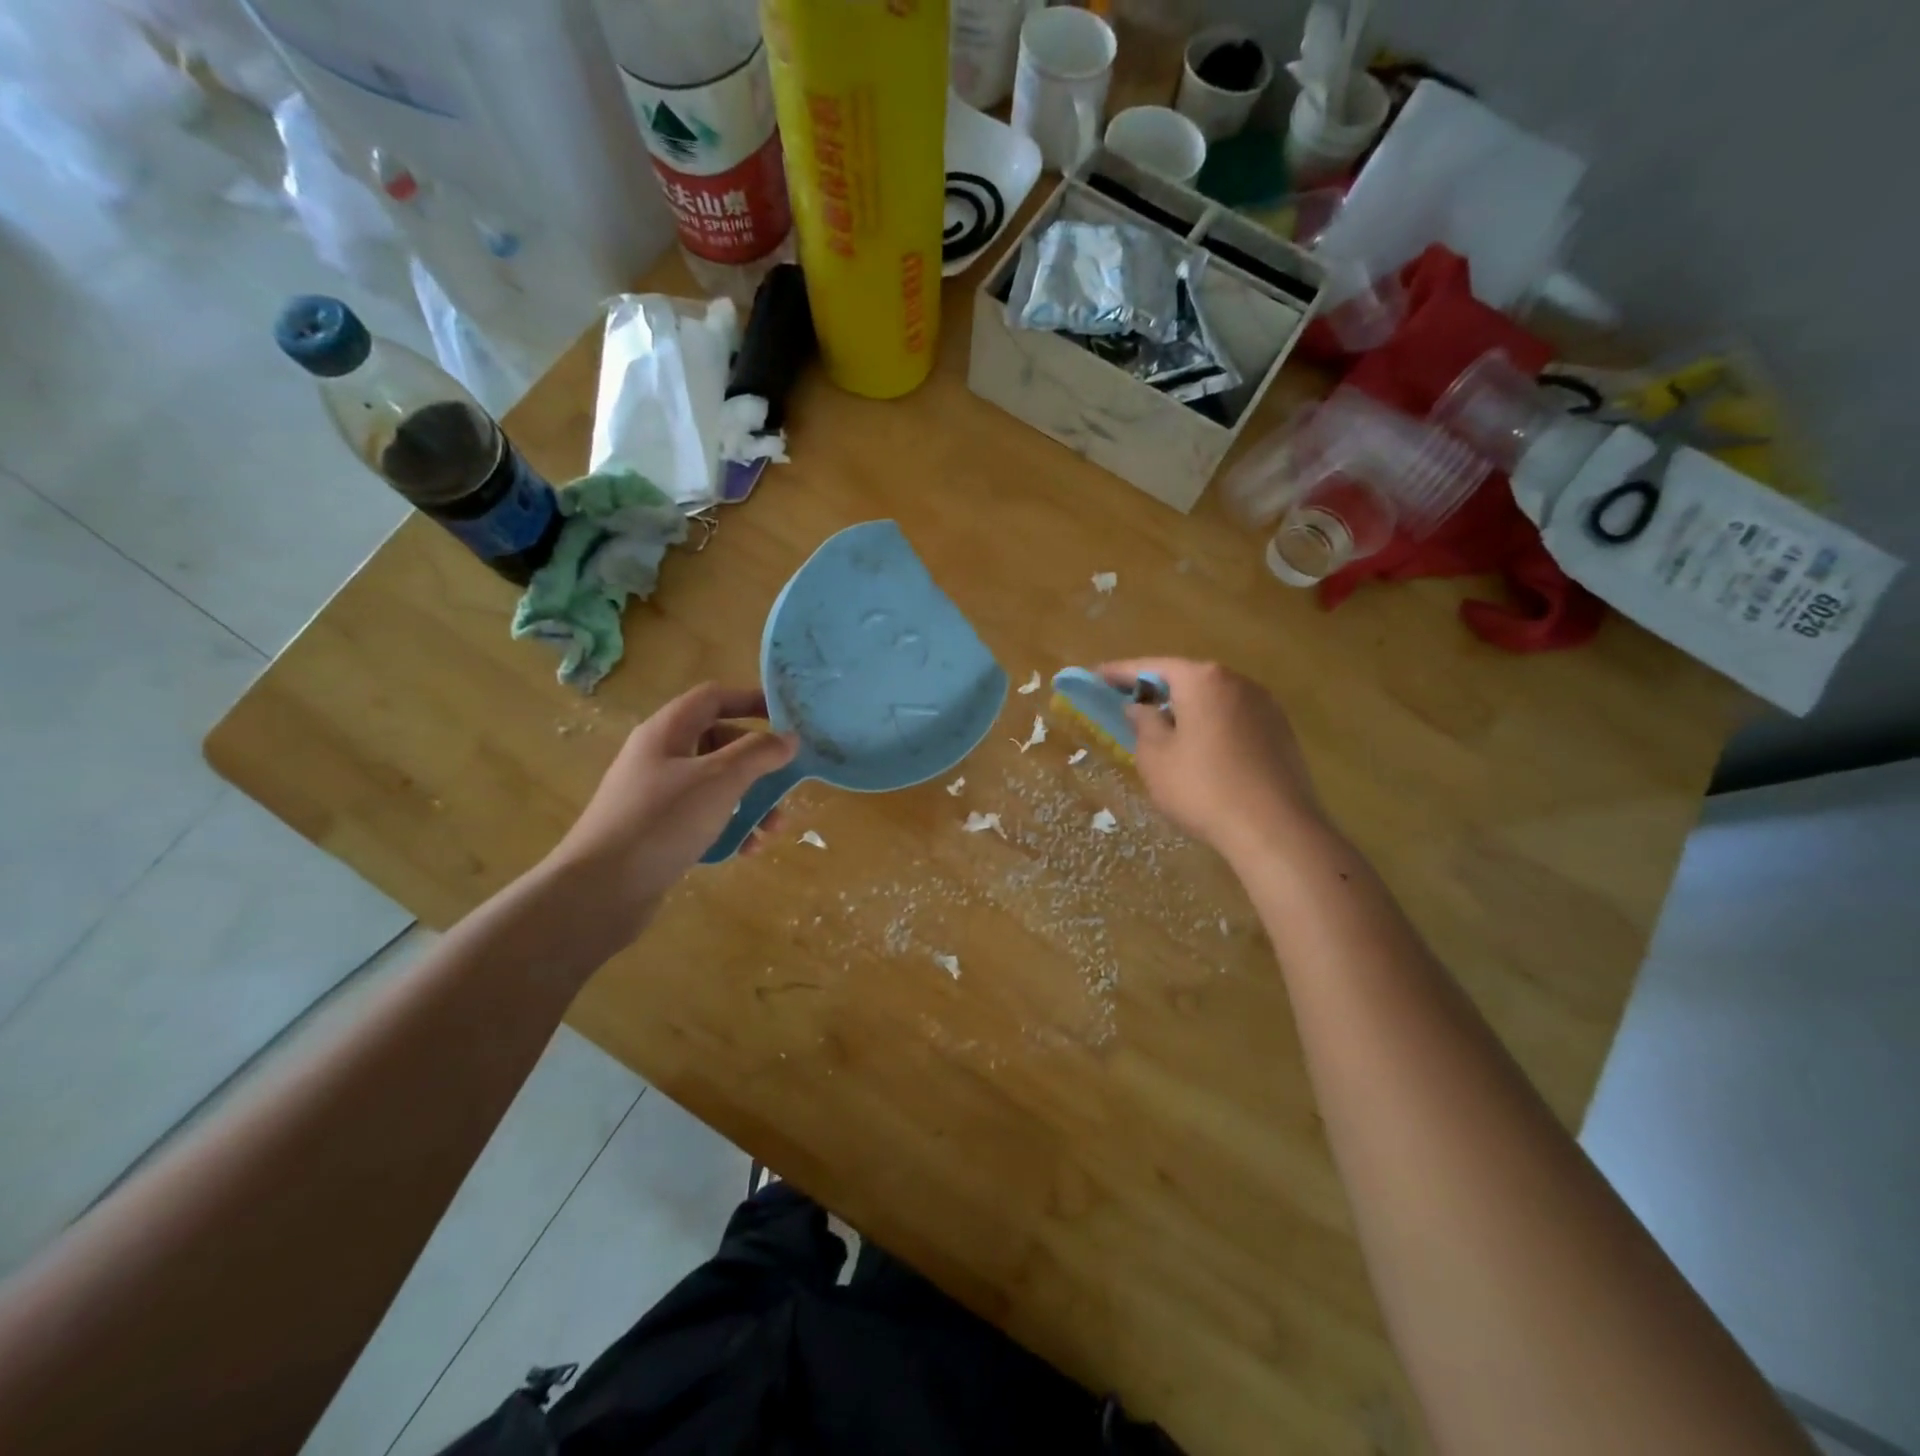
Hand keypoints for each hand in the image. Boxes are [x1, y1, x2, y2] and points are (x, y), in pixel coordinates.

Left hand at [541, 683, 796, 945]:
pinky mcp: (657, 830)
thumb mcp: (719, 781)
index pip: (714, 698)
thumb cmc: (662, 821)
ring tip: (773, 828)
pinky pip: (703, 817)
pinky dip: (729, 827)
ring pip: (715, 784)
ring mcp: (656, 795)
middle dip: (758, 762)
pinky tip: (747, 849)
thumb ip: (758, 754)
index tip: (787, 719)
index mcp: (668, 731)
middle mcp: (660, 756)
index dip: (751, 701)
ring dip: (750, 800)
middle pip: (719, 742)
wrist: (599, 890)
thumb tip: (789, 737)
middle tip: (787, 780)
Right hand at [1097, 658, 1325, 862]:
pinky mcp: (1281, 733)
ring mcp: (1265, 706)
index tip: (1095, 676)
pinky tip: (1201, 752)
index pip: (1151, 667)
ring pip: (1213, 699)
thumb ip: (1143, 723)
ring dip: (1186, 709)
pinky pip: (1234, 719)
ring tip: (1163, 730)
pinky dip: (1211, 726)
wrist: (1275, 829)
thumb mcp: (1155, 757)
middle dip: (1156, 690)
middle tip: (1128, 704)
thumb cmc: (1202, 788)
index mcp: (1203, 680)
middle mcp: (1237, 682)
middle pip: (1187, 679)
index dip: (1119, 673)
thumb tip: (1140, 707)